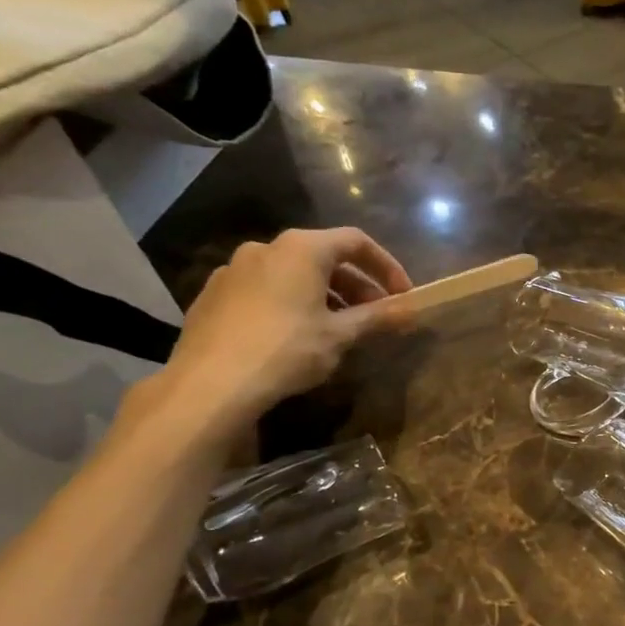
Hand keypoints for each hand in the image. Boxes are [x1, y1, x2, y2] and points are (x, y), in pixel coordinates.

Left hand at [143, 227, 411, 437]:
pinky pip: (265, 290)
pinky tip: (296, 336)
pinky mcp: (213, 295)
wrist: (210, 384)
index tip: (403, 295)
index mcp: (301, 249)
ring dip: (324, 295)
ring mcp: (234, 270)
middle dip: (356, 286)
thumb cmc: (287, 350)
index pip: (356, 241)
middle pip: (324, 257)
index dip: (386, 266)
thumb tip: (413, 309)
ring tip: (339, 329)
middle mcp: (266, 248)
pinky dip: (291, 304)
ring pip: (293, 275)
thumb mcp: (341, 335)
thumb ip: (378, 317)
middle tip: (376, 316)